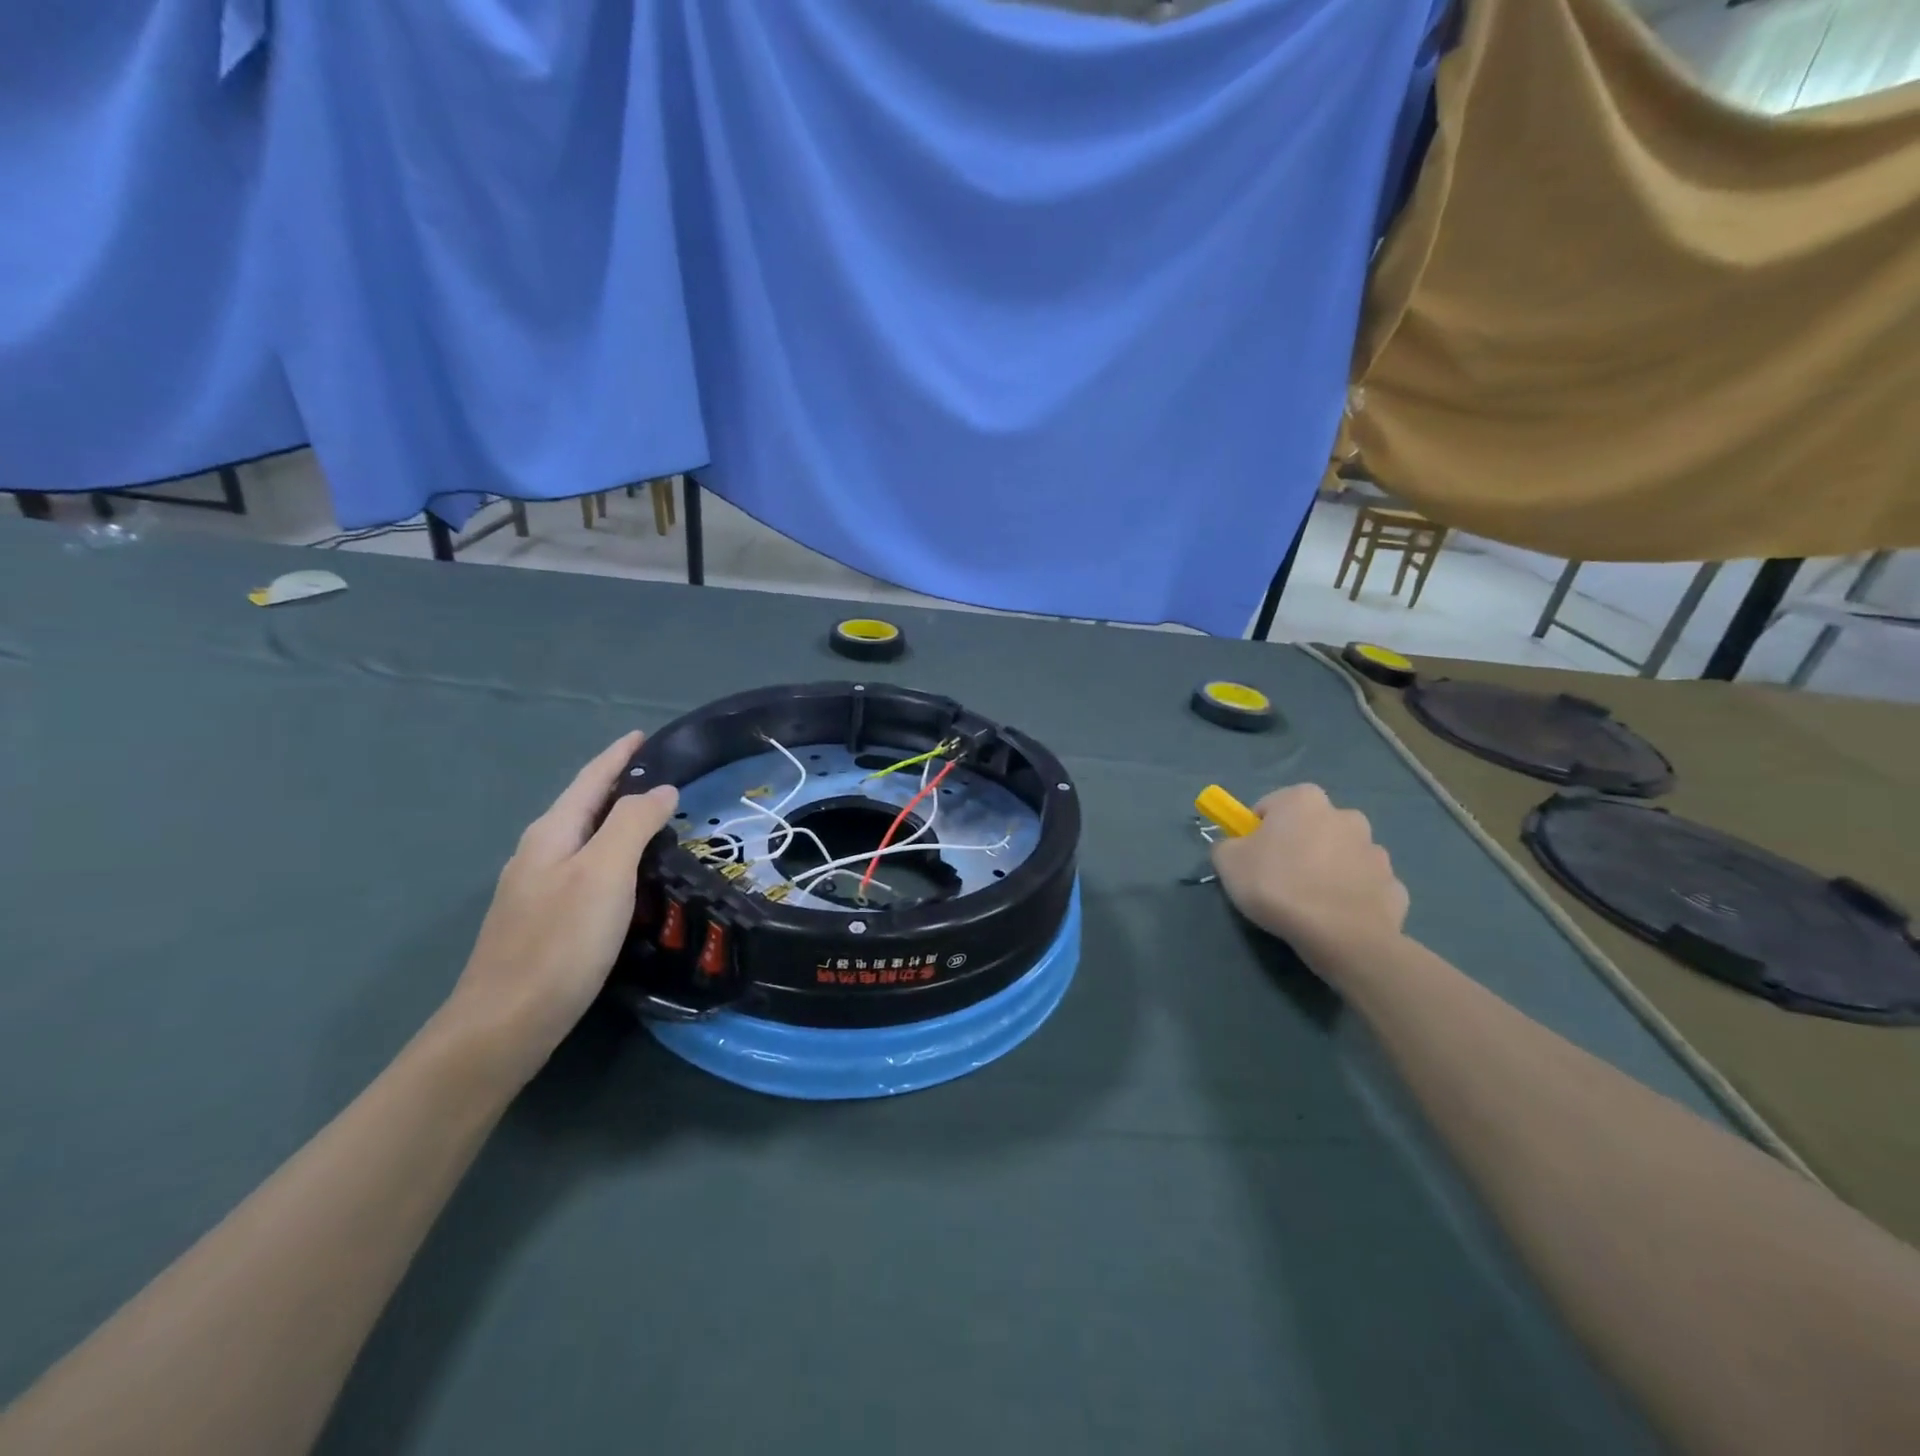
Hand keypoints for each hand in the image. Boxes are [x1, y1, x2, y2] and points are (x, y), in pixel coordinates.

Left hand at [438, 732, 678, 1082]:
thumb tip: (661, 789)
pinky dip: (614, 856)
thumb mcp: (605, 873)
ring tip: (657, 820)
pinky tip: (630, 875)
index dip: (618, 756)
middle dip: (620, 785)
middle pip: (585, 806)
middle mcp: (539, 853)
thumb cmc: (560, 942)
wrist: (504, 1024)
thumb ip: (632, 823)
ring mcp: (537, 889)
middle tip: (665, 778)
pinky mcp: (545, 920)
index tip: (644, 735)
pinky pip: (586, 869)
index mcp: (551, 834)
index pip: (590, 780)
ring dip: (618, 822)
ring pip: (585, 839)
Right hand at [1211, 784, 1408, 974]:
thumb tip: (1235, 848)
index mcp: (1304, 800)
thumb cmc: (1277, 886)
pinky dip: (1351, 896)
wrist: (1341, 935)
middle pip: (1310, 828)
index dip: (1256, 833)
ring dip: (1328, 869)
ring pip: (1341, 855)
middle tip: (1279, 880)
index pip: (1270, 807)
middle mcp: (1345, 815)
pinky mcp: (1394, 885)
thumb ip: (1226, 845)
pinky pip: (1363, 885)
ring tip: (1309, 903)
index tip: (1251, 859)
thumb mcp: (1228, 862)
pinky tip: (1336, 916)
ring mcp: (1376, 851)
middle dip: (1297, 846)